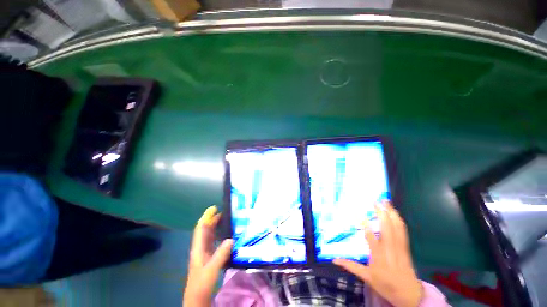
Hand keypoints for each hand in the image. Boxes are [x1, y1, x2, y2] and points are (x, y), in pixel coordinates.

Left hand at [183, 206, 232, 306]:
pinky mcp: (209, 258)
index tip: (213, 208)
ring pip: (209, 236)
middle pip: (205, 230)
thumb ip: (221, 254)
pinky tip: (226, 236)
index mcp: (198, 248)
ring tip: (226, 220)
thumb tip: (231, 239)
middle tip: (223, 212)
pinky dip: (219, 236)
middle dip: (212, 220)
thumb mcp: (212, 268)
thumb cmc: (202, 283)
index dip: (206, 217)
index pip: (200, 229)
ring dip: (215, 227)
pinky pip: (214, 242)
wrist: (197, 298)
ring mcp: (204, 253)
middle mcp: (200, 248)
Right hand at [334, 202, 423, 306]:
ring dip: (392, 214)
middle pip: (387, 228)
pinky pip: (403, 231)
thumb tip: (334, 259)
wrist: (408, 294)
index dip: (365, 225)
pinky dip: (399, 221)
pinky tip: (396, 214)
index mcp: (378, 255)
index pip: (371, 237)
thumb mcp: (367, 277)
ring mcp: (399, 247)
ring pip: (397, 227)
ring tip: (387, 202)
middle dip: (382, 213)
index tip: (359, 214)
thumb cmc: (386, 284)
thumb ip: (351, 266)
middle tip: (375, 202)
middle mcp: (389, 249)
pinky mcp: (406, 247)